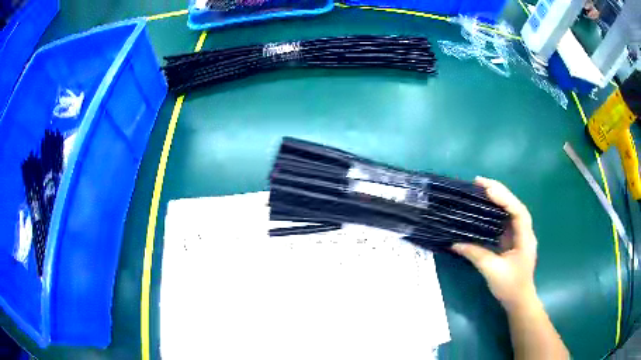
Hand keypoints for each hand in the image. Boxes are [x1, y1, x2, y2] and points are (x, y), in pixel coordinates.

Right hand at [452, 177, 537, 310]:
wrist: (519, 301)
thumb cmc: (510, 286)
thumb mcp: (492, 271)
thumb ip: (475, 254)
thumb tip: (455, 243)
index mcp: (525, 238)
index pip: (518, 212)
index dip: (504, 198)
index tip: (487, 189)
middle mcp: (525, 232)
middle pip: (515, 206)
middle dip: (500, 192)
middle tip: (479, 182)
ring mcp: (520, 236)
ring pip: (511, 211)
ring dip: (498, 198)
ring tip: (482, 189)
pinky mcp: (513, 241)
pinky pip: (505, 221)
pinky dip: (497, 211)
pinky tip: (486, 207)